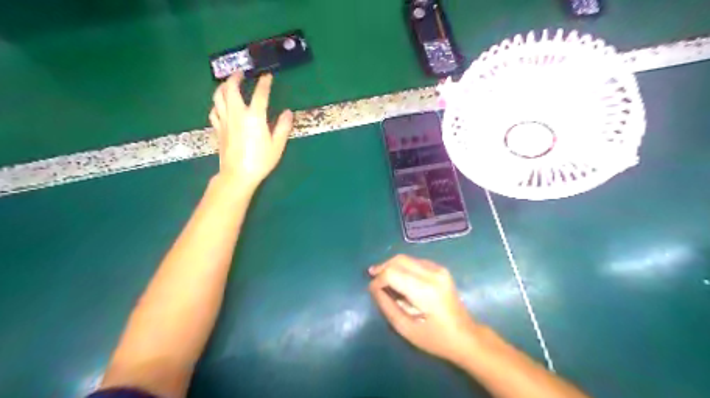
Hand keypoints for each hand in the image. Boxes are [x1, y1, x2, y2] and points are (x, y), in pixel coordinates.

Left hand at [209, 71, 292, 189]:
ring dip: (223, 87)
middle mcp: (237, 114)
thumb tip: (288, 112)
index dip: (264, 83)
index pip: (260, 94)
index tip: (267, 76)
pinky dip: (217, 103)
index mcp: (254, 117)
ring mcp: (225, 120)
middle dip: (236, 78)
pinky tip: (221, 105)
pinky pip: (214, 110)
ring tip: (228, 84)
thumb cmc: (260, 161)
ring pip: (219, 96)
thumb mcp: (277, 145)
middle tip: (241, 73)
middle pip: (232, 88)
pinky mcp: (218, 129)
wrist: (238, 174)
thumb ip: (283, 127)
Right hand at [369, 255, 479, 364]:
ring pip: (406, 258)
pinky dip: (403, 267)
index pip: (392, 273)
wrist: (466, 336)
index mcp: (425, 290)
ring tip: (382, 278)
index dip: (378, 280)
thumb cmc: (435, 339)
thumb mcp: (406, 328)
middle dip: (383, 268)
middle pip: (399, 260)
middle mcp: (432, 274)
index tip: (372, 290)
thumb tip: (374, 289)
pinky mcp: (441, 269)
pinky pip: (415, 261)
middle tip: (372, 277)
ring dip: (392, 266)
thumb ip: (387, 306)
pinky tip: (399, 278)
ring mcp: (439, 269)